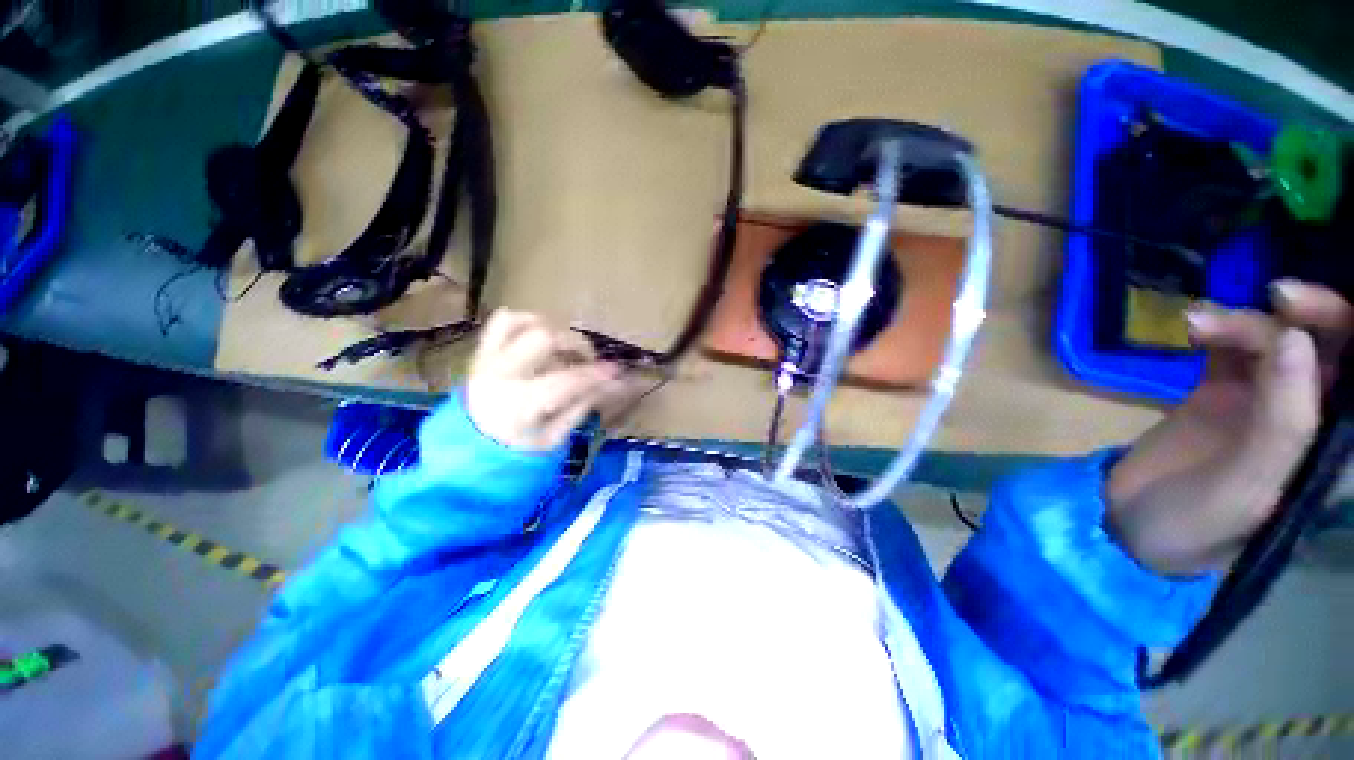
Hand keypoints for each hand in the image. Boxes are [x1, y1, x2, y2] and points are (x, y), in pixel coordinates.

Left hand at [465, 309, 626, 451]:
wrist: (466, 456)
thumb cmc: (516, 452)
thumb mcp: (555, 438)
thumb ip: (582, 405)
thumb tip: (612, 383)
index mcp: (518, 405)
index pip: (567, 380)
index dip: (596, 373)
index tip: (616, 370)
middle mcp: (499, 374)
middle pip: (544, 337)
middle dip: (575, 343)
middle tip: (588, 360)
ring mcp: (486, 360)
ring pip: (520, 321)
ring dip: (550, 328)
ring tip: (563, 346)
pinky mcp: (482, 353)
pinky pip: (501, 322)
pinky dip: (526, 322)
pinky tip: (542, 336)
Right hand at [1106, 280, 1352, 575]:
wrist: (1126, 522)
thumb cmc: (1197, 526)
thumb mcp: (1245, 488)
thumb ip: (1281, 423)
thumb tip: (1295, 338)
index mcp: (1336, 451)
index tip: (1317, 314)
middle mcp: (1314, 419)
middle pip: (1338, 348)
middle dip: (1315, 313)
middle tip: (1277, 296)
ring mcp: (1269, 401)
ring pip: (1284, 337)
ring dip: (1249, 321)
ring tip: (1198, 326)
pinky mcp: (1225, 390)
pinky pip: (1235, 344)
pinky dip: (1218, 326)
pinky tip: (1191, 328)